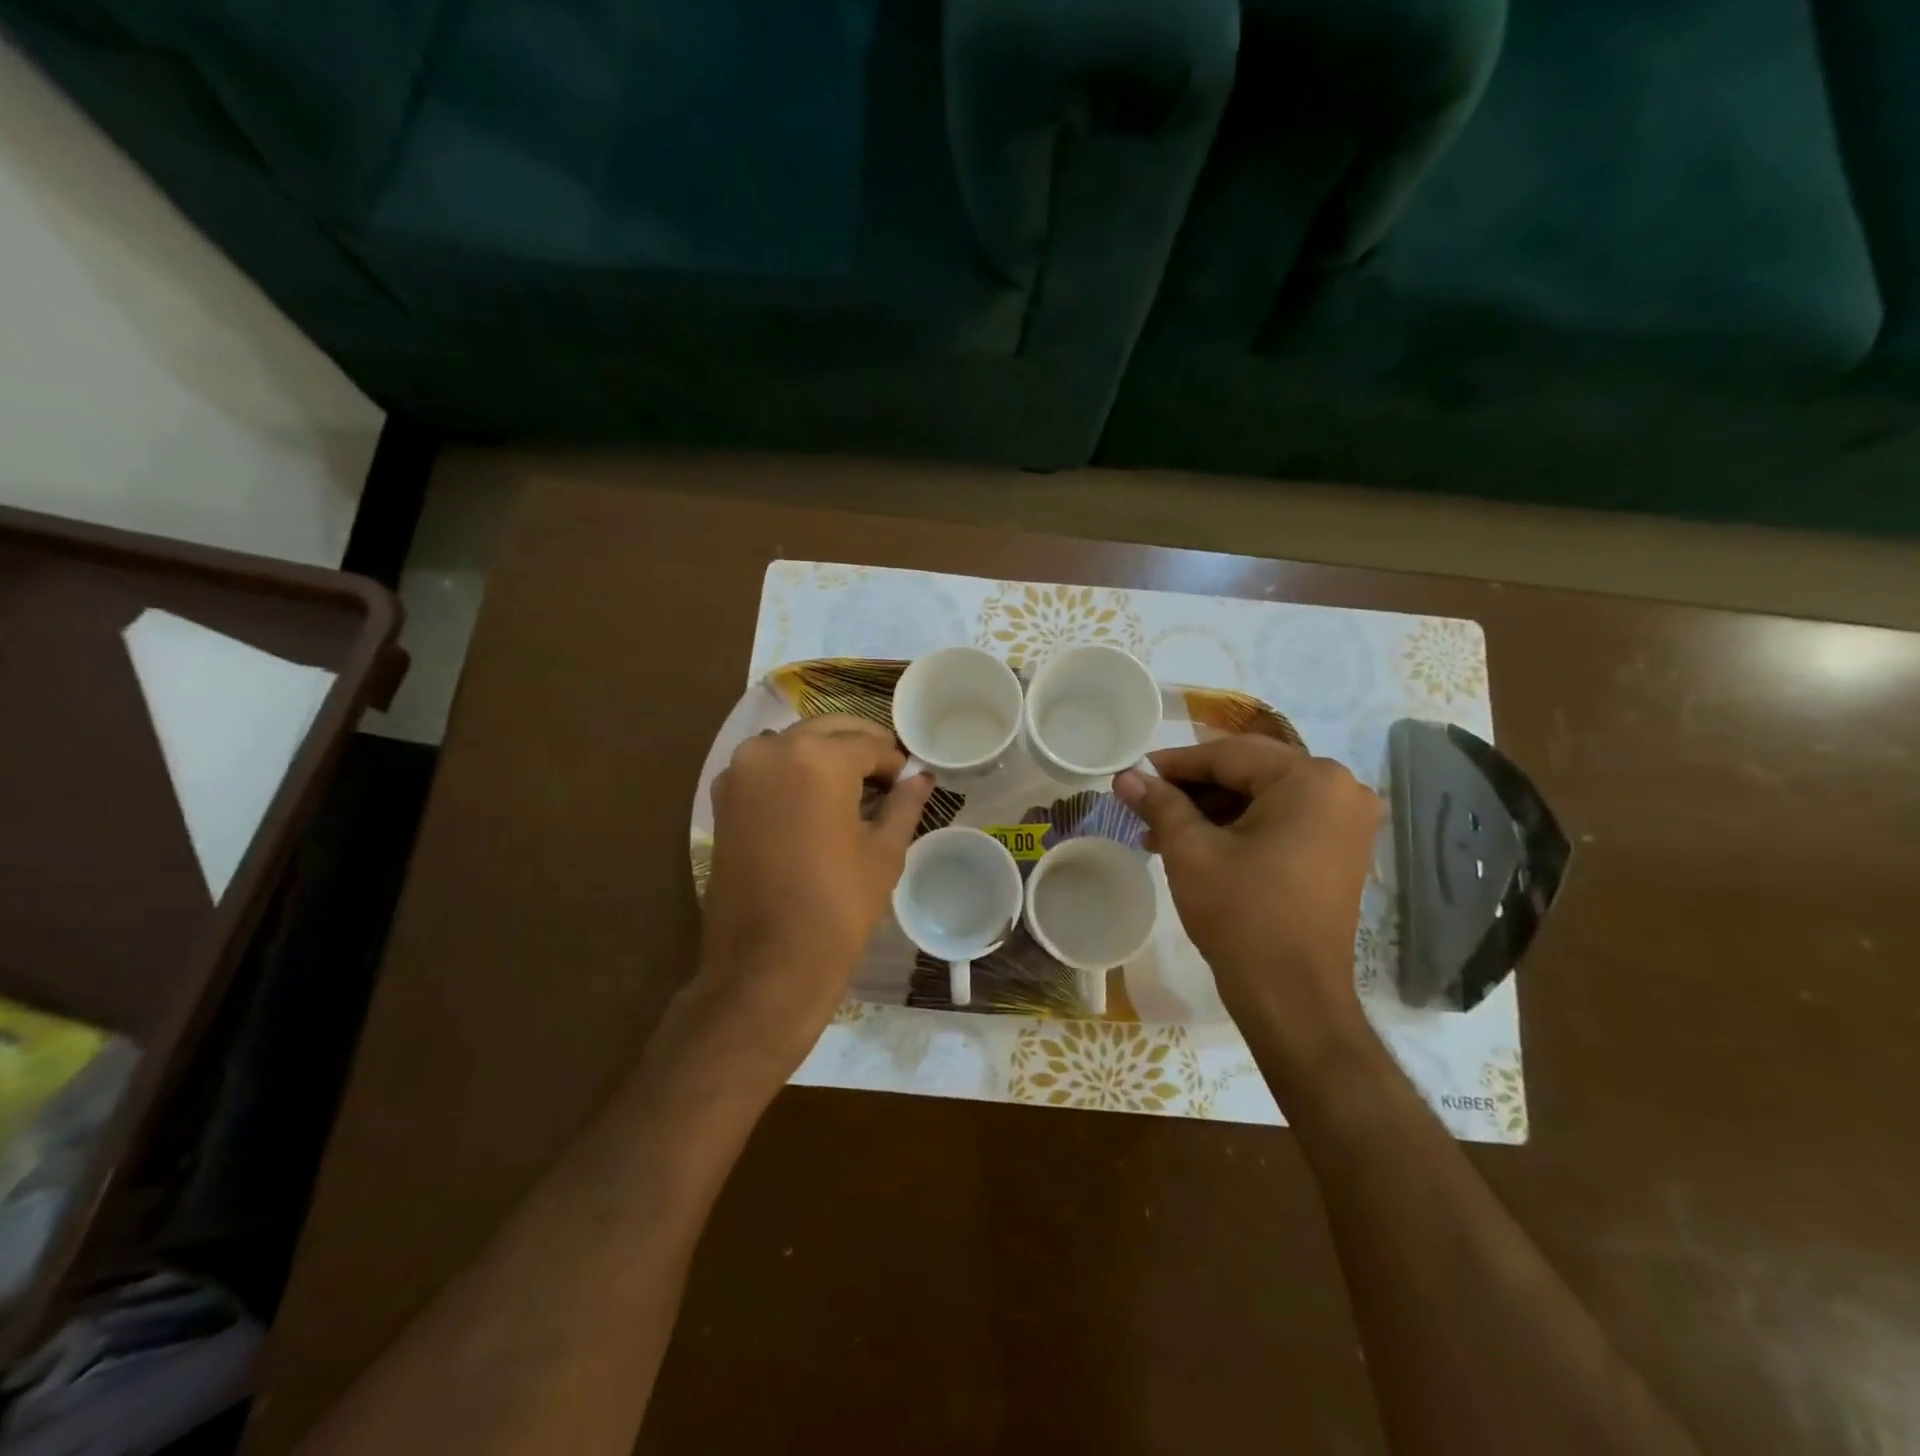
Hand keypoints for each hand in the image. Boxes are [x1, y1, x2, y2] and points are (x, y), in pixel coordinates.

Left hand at [692, 715, 931, 1076]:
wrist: (766, 965)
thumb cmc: (837, 907)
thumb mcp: (884, 853)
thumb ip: (903, 804)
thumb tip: (920, 778)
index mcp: (817, 758)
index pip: (869, 743)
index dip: (895, 762)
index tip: (909, 781)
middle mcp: (771, 749)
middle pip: (828, 731)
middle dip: (860, 748)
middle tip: (886, 778)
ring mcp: (739, 772)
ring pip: (794, 744)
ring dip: (825, 755)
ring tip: (851, 790)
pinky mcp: (722, 798)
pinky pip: (766, 767)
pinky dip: (793, 772)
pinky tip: (814, 802)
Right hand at [1115, 736, 1381, 1079]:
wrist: (1292, 996)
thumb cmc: (1242, 914)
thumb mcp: (1190, 851)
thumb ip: (1159, 803)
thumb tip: (1125, 776)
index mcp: (1310, 779)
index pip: (1229, 756)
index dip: (1176, 764)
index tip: (1135, 773)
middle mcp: (1341, 789)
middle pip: (1250, 771)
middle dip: (1194, 788)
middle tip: (1147, 802)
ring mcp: (1347, 822)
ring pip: (1264, 796)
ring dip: (1213, 810)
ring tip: (1162, 832)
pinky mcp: (1341, 850)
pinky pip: (1283, 820)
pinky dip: (1241, 827)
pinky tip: (1198, 845)